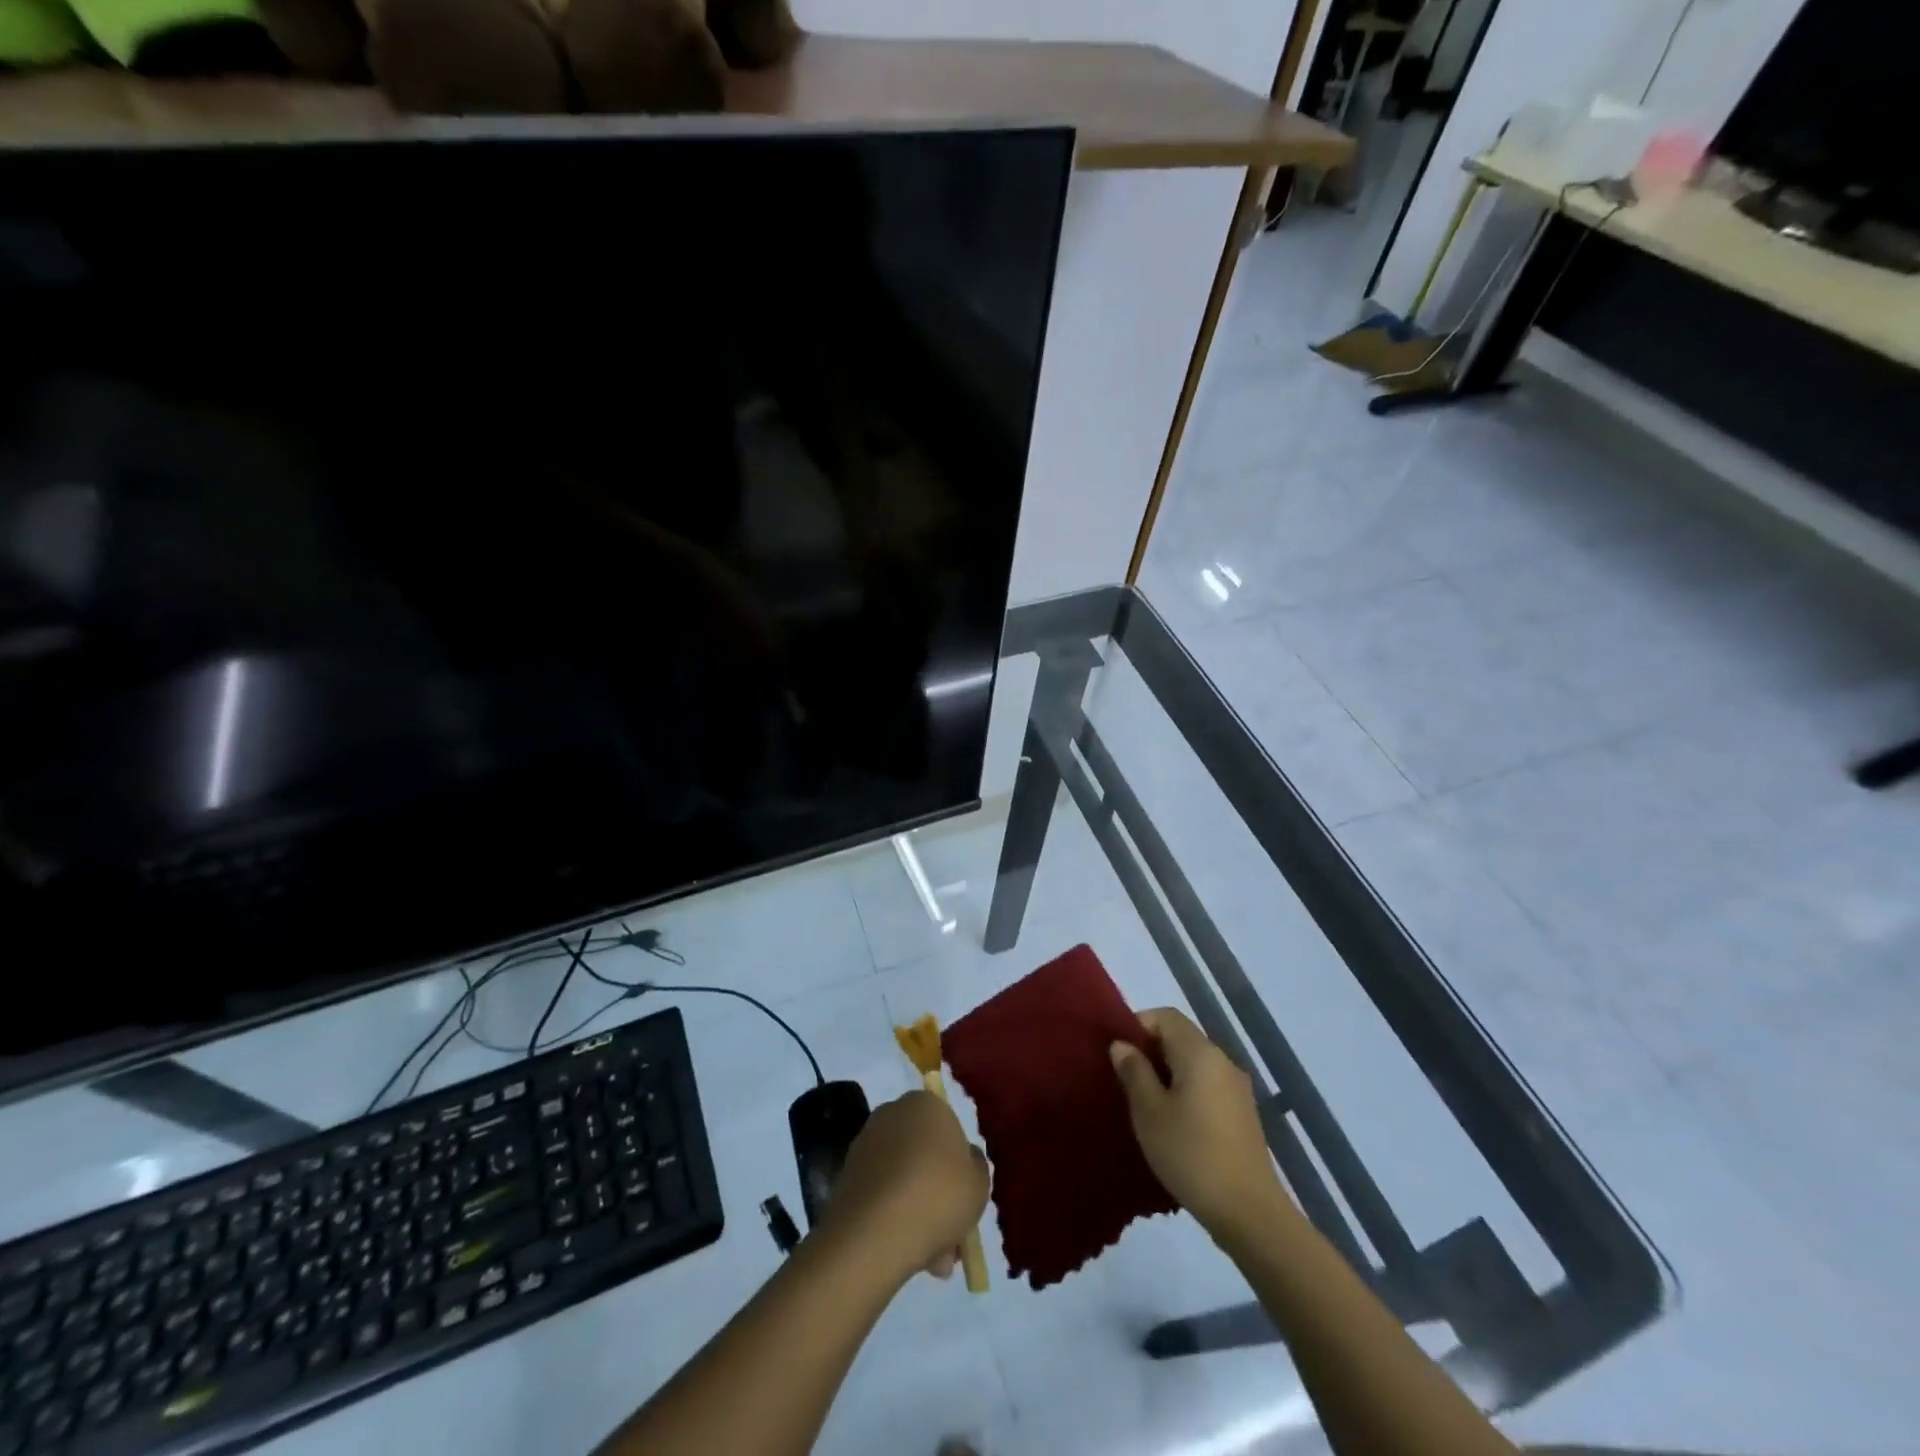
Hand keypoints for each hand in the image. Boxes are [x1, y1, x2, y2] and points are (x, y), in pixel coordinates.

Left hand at [820, 1090, 988, 1285]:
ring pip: (904, 1179)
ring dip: (919, 1213)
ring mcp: (866, 1144)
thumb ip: (976, 1167)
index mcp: (925, 1103)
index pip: (949, 1127)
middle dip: (938, 1194)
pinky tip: (909, 1255)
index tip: (964, 1197)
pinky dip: (895, 1218)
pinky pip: (882, 1195)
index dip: (959, 1164)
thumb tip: (965, 1160)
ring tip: (934, 1261)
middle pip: (925, 1155)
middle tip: (952, 1236)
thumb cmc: (938, 1196)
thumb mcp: (979, 1183)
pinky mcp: (847, 1175)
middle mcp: (893, 1113)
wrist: (874, 1233)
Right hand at [1110, 1008, 1290, 1240]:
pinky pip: (1207, 1086)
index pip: (1165, 1016)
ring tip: (1144, 1104)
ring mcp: (1237, 1088)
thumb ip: (1134, 1072)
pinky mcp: (1243, 1114)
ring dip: (1167, 1074)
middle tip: (1124, 1079)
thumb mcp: (1149, 1112)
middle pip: (1181, 1037)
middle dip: (1150, 1051)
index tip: (1118, 1052)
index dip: (1138, 1025)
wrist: (1249, 1212)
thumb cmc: (1191, 1154)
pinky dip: (1186, 1092)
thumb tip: (1122, 1045)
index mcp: (1199, 1052)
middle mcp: (1222, 1061)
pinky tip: (1172, 1124)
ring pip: (1194, 1064)